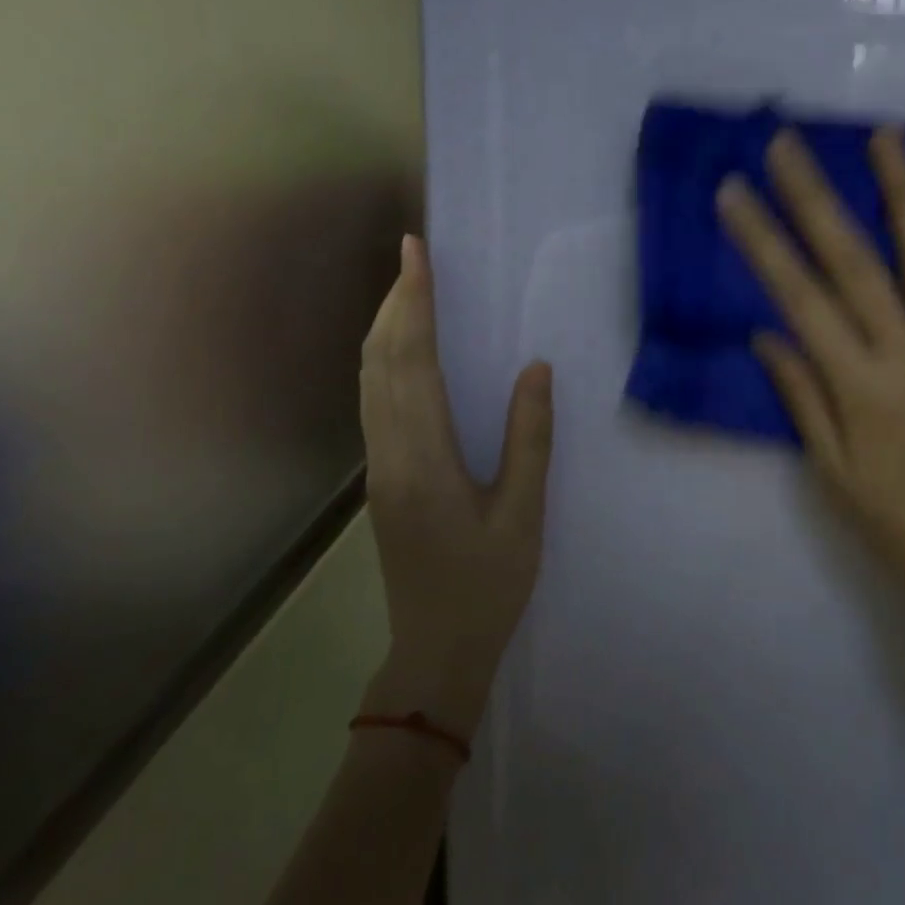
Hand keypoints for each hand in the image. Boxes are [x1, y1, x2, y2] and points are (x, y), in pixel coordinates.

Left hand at [358, 235, 553, 733]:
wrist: (436, 650)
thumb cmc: (488, 586)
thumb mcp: (523, 515)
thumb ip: (530, 439)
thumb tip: (535, 369)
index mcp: (424, 458)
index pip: (413, 362)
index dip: (415, 303)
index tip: (418, 253)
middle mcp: (389, 453)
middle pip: (380, 361)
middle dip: (396, 302)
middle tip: (415, 255)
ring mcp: (378, 466)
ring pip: (369, 379)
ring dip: (385, 327)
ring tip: (409, 288)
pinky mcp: (381, 476)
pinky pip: (374, 400)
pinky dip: (385, 359)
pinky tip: (404, 349)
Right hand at [716, 128, 904, 650]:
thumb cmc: (898, 525)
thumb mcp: (833, 474)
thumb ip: (802, 395)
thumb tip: (766, 331)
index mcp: (860, 389)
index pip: (799, 298)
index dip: (762, 241)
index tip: (734, 192)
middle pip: (854, 262)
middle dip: (814, 198)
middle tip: (785, 143)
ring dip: (903, 191)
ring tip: (883, 135)